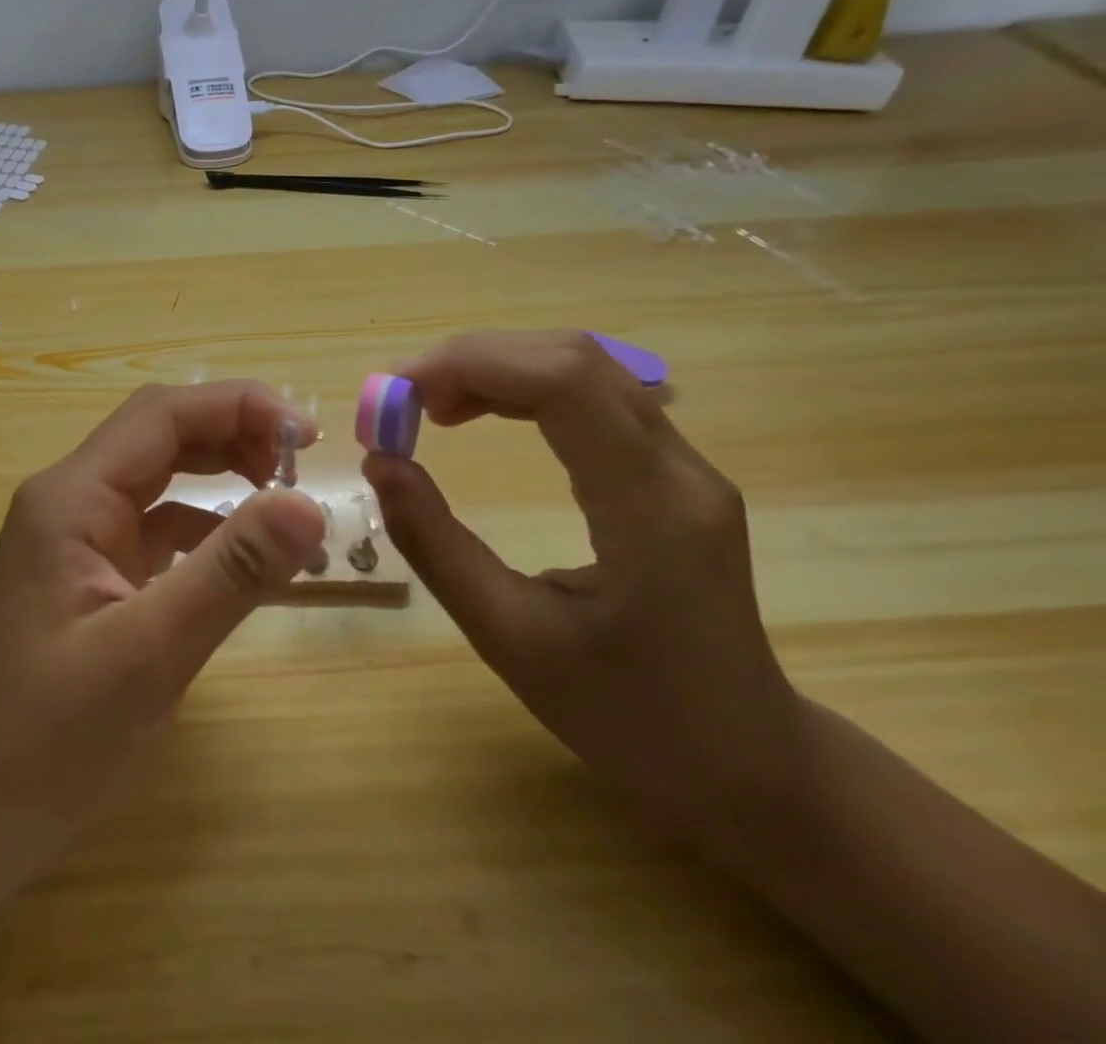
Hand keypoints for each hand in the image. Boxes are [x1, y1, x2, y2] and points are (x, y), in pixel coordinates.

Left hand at [0, 381, 325, 897]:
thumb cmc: (43, 740)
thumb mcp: (148, 654)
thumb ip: (230, 573)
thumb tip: (309, 504)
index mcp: (72, 497)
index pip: (163, 415)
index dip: (239, 406)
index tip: (307, 437)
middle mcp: (70, 500)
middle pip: (160, 435)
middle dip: (233, 435)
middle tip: (302, 468)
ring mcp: (75, 538)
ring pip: (158, 478)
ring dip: (220, 476)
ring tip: (282, 501)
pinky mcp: (87, 576)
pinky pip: (153, 528)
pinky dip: (202, 528)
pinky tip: (239, 558)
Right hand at [363, 331, 807, 841]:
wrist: (745, 764)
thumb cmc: (626, 716)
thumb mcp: (508, 637)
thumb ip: (435, 543)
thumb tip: (379, 462)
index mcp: (649, 510)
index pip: (562, 382)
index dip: (468, 364)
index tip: (395, 394)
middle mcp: (679, 468)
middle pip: (570, 359)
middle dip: (471, 359)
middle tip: (400, 398)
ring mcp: (684, 464)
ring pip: (582, 367)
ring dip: (495, 368)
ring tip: (429, 406)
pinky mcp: (670, 471)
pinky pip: (591, 396)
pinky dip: (521, 388)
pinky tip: (480, 414)